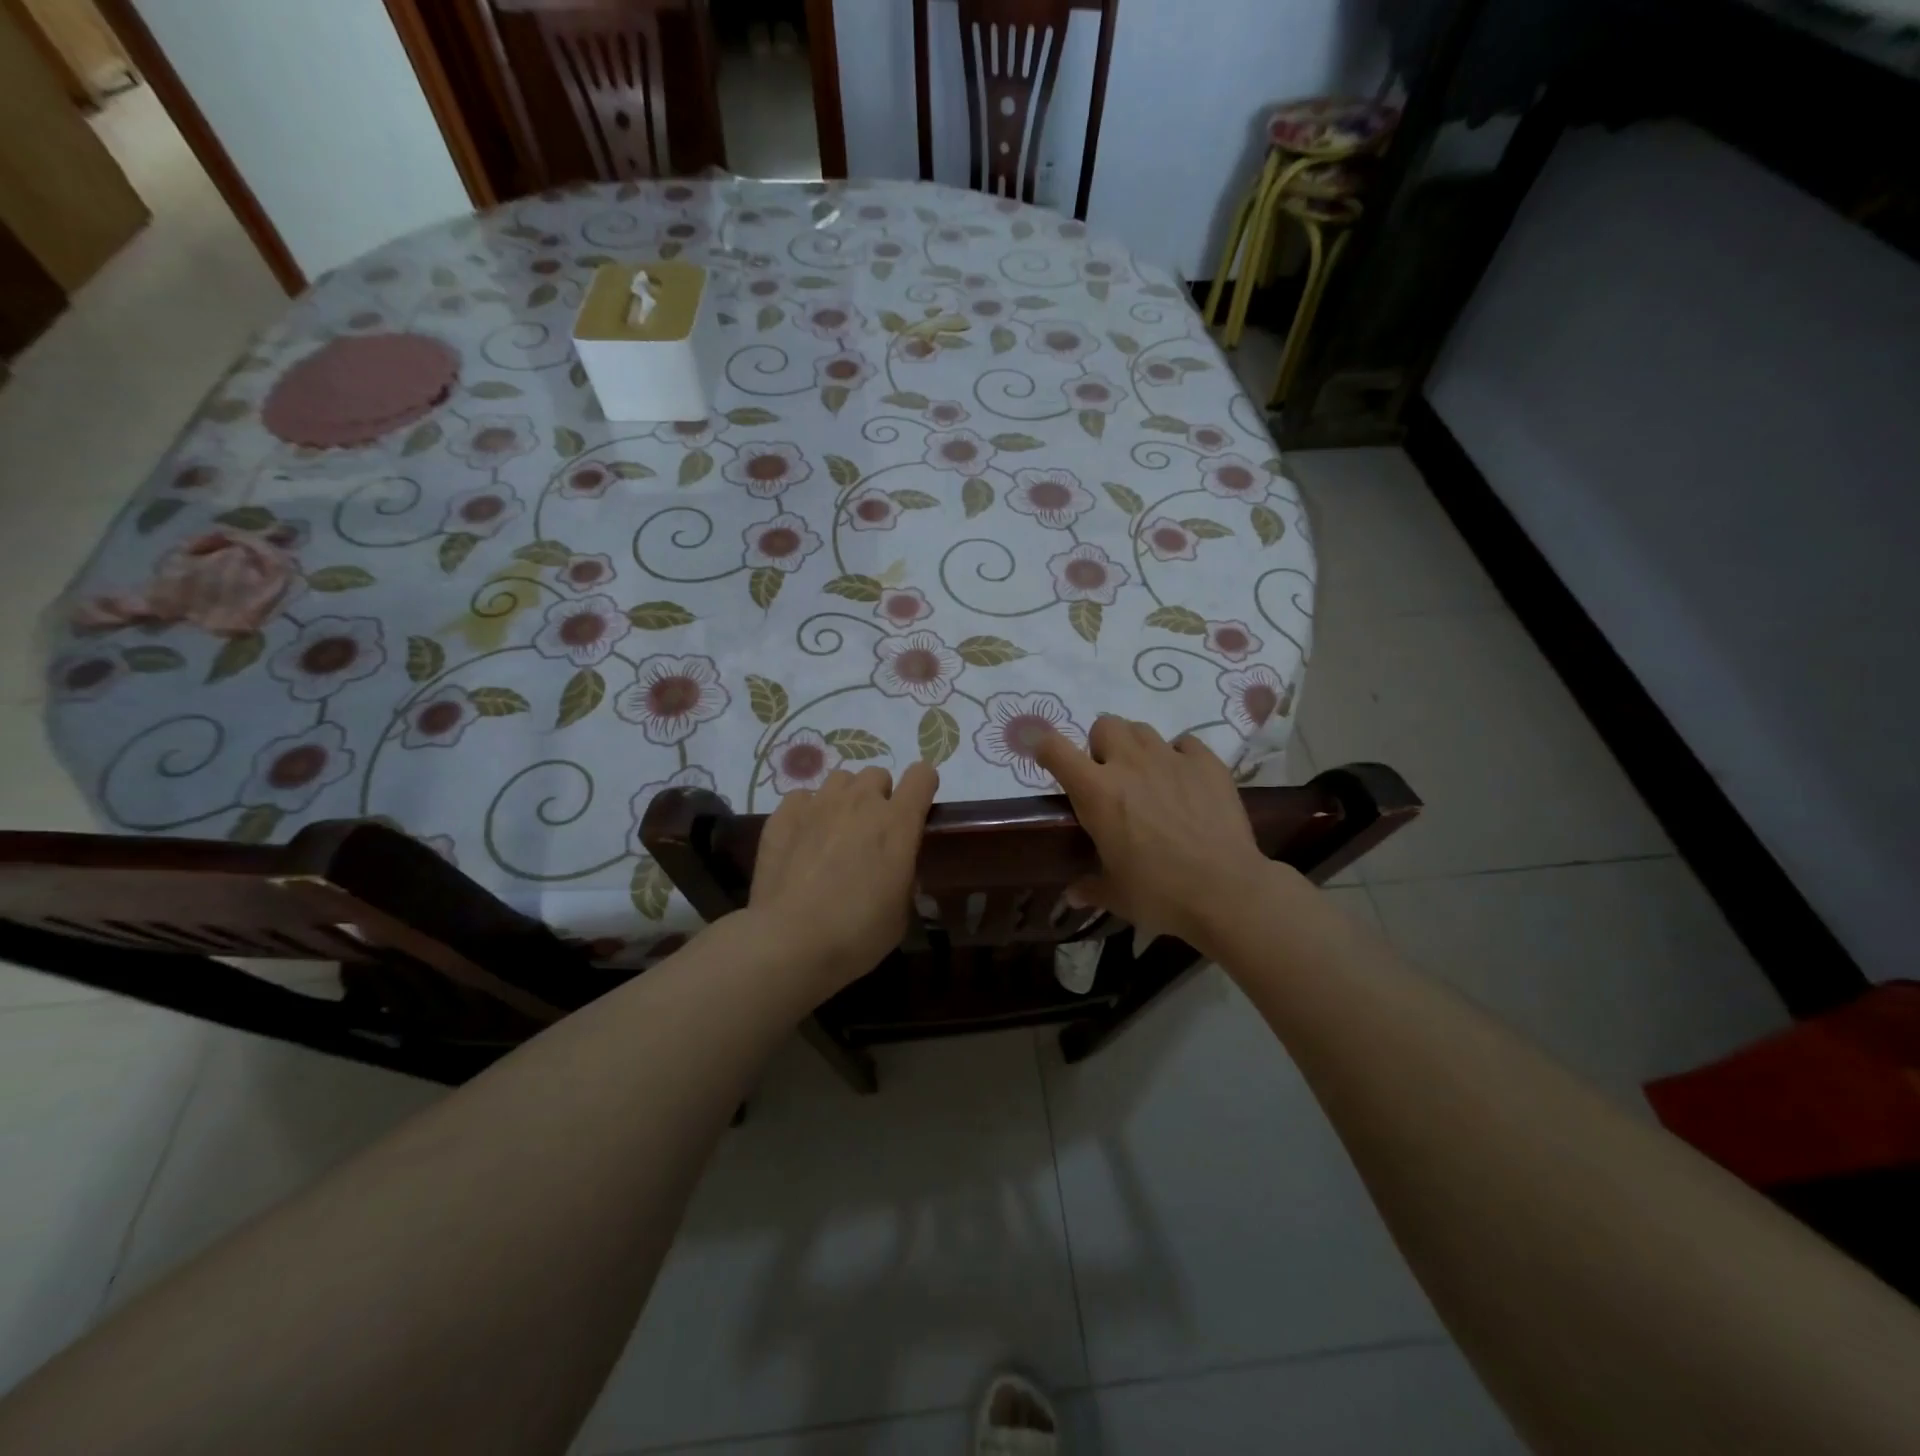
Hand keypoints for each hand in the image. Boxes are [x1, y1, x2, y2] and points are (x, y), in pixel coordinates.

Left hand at [748, 761, 938, 993]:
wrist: (791, 940)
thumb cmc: (857, 933)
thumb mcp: (900, 911)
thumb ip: (903, 876)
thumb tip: (895, 869)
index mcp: (898, 822)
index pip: (922, 775)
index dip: (923, 787)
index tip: (918, 808)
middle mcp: (860, 802)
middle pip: (878, 775)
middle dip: (880, 796)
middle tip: (872, 832)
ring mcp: (818, 804)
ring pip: (840, 780)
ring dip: (845, 799)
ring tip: (836, 831)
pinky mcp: (783, 815)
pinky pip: (803, 797)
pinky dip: (808, 812)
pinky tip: (803, 839)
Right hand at [1034, 716, 1272, 954]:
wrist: (1226, 892)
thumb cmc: (1160, 894)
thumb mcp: (1116, 894)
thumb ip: (1090, 888)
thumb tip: (1073, 895)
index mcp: (1096, 793)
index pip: (1055, 748)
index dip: (1046, 748)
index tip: (1048, 759)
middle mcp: (1129, 764)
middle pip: (1104, 725)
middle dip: (1102, 745)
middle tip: (1111, 777)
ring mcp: (1171, 759)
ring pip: (1143, 730)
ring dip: (1137, 748)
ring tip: (1149, 778)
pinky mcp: (1207, 763)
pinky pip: (1185, 743)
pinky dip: (1180, 757)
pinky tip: (1186, 782)